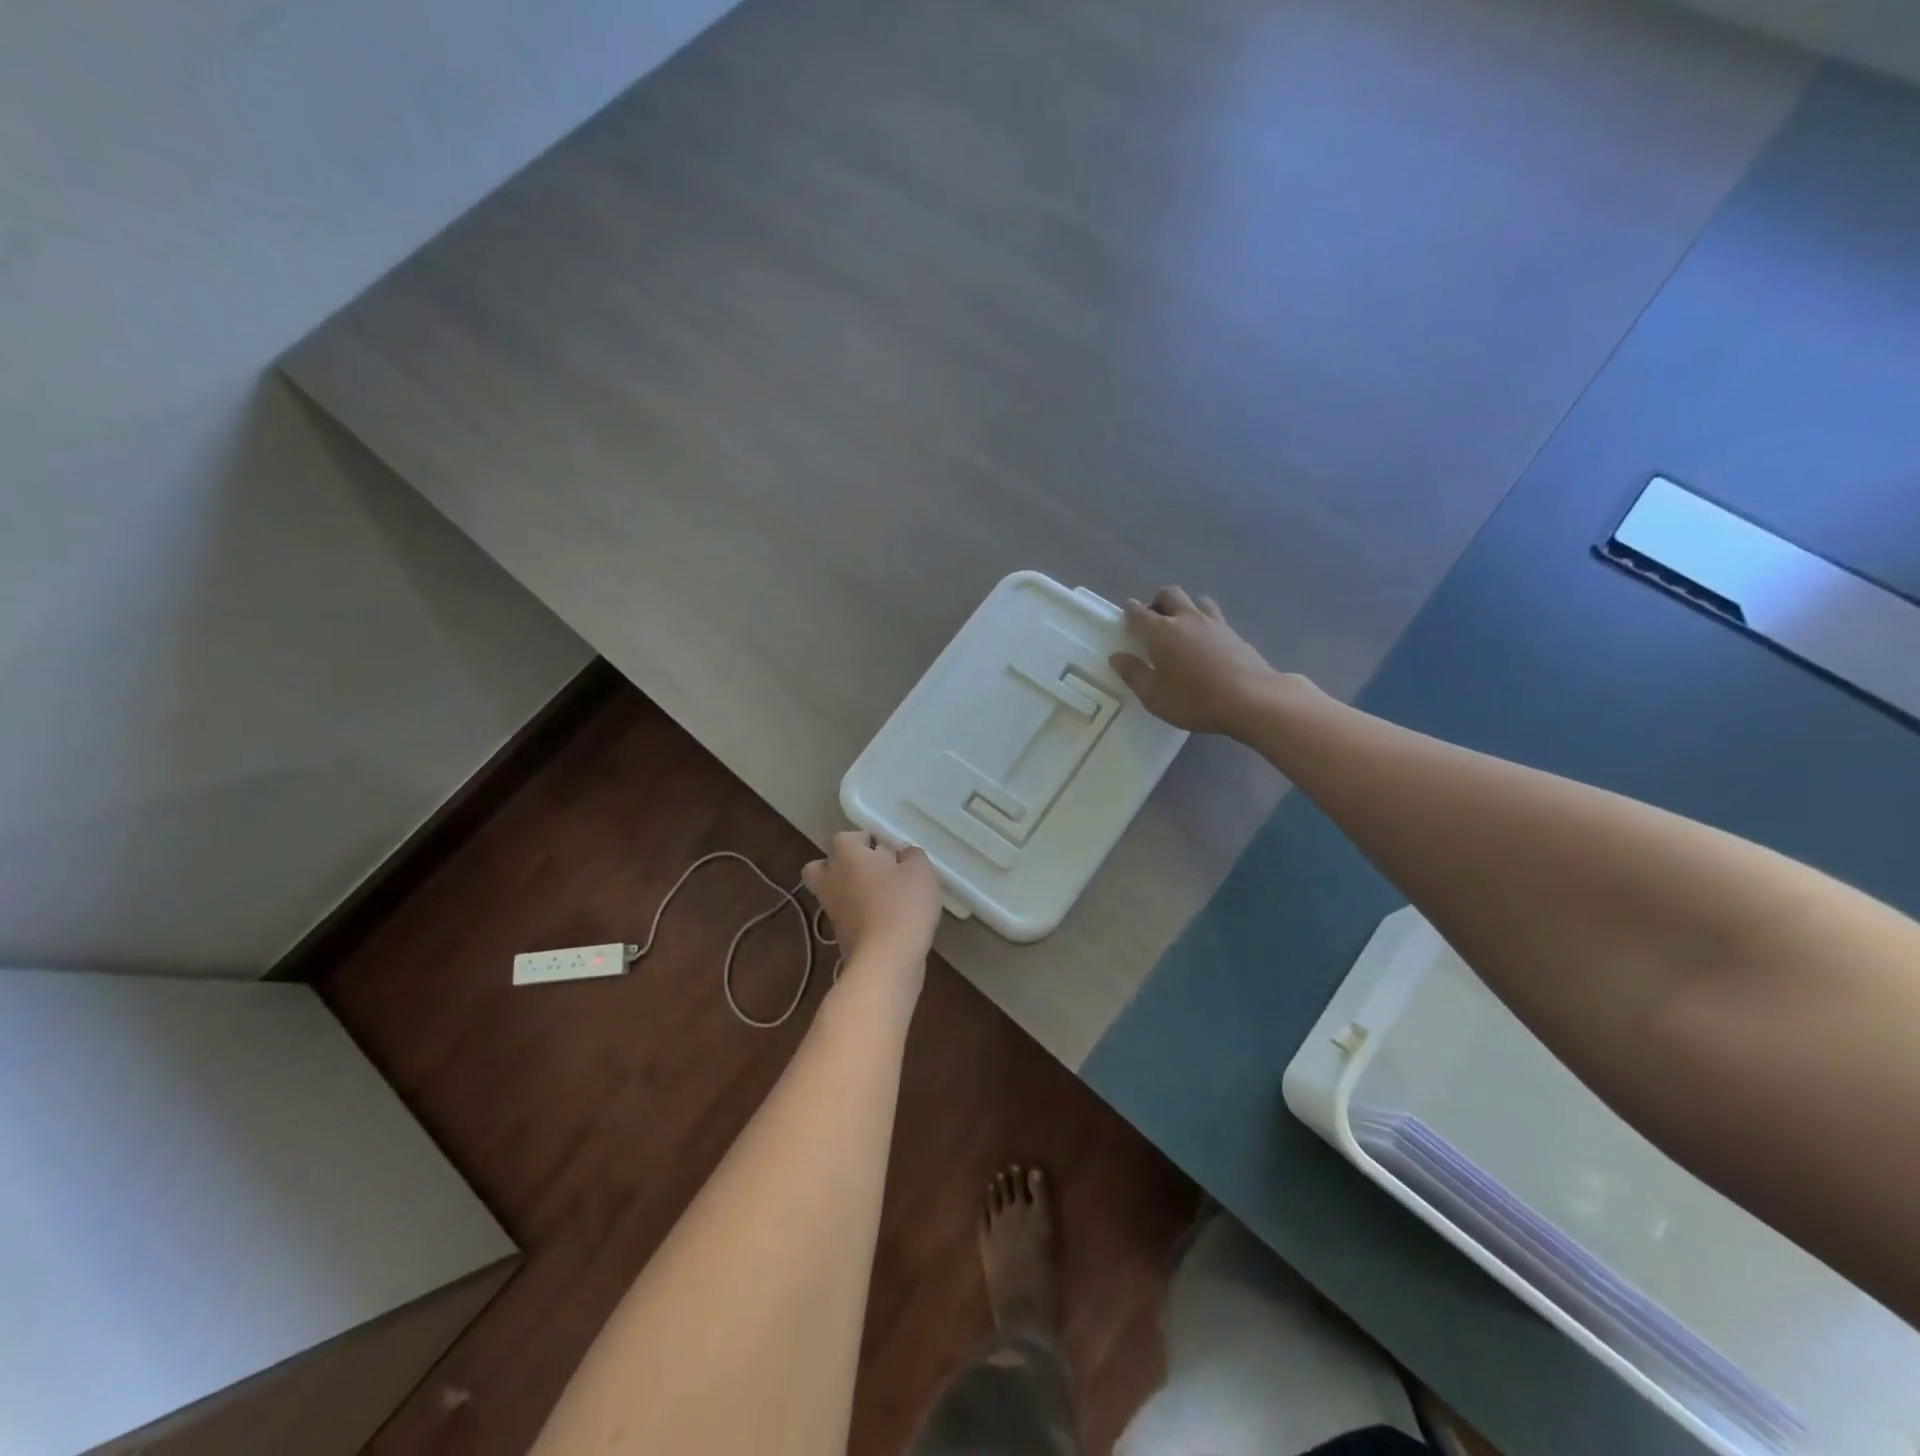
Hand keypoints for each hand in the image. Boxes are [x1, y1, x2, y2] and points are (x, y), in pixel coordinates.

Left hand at [803, 831, 943, 968]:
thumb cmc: (902, 905)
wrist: (886, 960)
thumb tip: (903, 855)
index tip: (891, 853)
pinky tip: (887, 920)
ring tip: (884, 897)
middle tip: (871, 871)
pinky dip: (859, 916)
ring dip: (852, 892)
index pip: (847, 837)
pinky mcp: (839, 936)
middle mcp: (831, 879)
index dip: (869, 842)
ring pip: (833, 892)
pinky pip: (846, 916)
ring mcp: (831, 910)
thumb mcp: (921, 871)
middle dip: (841, 866)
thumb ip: (913, 856)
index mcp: (846, 855)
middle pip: (823, 865)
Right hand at [1110, 587, 1282, 735]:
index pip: (1139, 612)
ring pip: (1195, 600)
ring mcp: (1213, 622)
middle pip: (1169, 594)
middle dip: (1157, 602)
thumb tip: (1117, 657)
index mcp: (1160, 631)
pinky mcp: (1234, 632)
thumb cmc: (1194, 699)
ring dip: (1185, 608)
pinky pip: (1214, 616)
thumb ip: (1133, 674)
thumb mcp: (1154, 696)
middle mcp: (1186, 618)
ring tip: (1182, 628)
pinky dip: (1204, 621)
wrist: (1250, 699)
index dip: (1130, 612)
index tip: (1127, 618)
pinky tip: (1206, 641)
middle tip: (1154, 621)